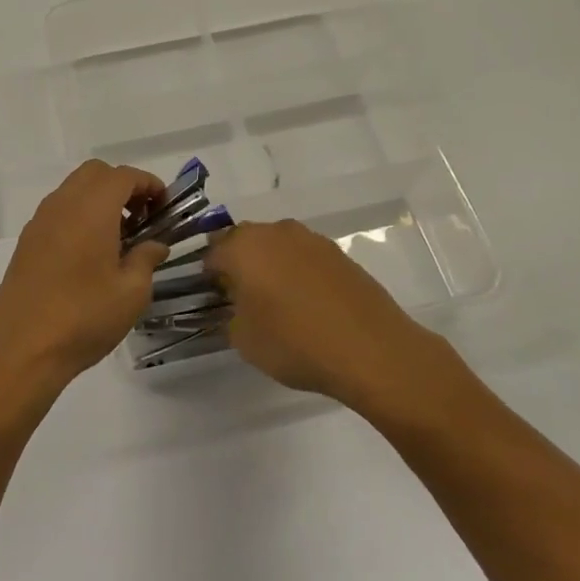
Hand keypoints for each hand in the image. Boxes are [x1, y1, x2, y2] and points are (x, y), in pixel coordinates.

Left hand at [0, 161, 168, 399]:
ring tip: (117, 237)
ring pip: (73, 189)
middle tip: (140, 218)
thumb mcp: (131, 293)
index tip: (163, 206)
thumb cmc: (84, 317)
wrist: (21, 351)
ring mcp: (40, 221)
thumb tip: (155, 244)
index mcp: (92, 208)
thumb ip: (146, 259)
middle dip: (122, 186)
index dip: (148, 184)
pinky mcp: (26, 241)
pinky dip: (78, 215)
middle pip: (96, 173)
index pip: (124, 176)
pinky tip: (88, 253)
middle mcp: (63, 204)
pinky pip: (57, 210)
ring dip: (98, 199)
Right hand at [205, 220, 454, 411]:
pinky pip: (305, 257)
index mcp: (243, 247)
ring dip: (271, 266)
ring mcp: (310, 239)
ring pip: (277, 246)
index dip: (209, 277)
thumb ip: (230, 316)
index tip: (213, 300)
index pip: (212, 254)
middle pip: (244, 242)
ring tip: (277, 302)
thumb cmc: (295, 342)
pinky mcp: (338, 253)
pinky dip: (299, 273)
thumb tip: (237, 306)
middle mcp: (275, 232)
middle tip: (242, 299)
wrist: (371, 349)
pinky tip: (307, 304)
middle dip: (239, 265)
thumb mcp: (244, 340)